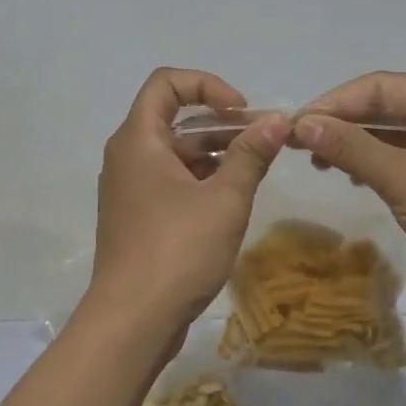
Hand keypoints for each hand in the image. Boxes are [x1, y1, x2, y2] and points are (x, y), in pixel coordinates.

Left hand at [84, 68, 288, 343]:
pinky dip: (200, 178)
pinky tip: (232, 198)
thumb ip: (251, 154)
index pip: (167, 83)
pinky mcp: (136, 216)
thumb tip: (278, 119)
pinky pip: (170, 180)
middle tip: (263, 140)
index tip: (242, 111)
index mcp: (138, 140)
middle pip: (173, 118)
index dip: (208, 85)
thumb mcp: (225, 199)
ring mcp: (129, 189)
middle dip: (220, 122)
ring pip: (174, 152)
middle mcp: (127, 156)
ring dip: (214, 152)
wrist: (132, 322)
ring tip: (256, 169)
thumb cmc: (178, 251)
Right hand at [292, 72, 405, 309]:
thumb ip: (350, 147)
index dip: (335, 102)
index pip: (381, 86)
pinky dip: (377, 164)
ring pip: (396, 135)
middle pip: (388, 107)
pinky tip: (354, 178)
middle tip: (300, 142)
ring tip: (319, 161)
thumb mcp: (401, 177)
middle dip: (344, 123)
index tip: (297, 122)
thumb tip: (301, 124)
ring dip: (358, 144)